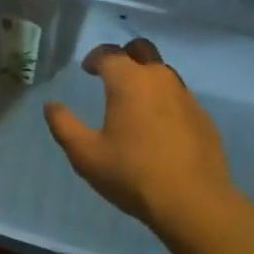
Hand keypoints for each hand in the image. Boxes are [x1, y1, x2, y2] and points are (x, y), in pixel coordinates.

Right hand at [43, 38, 234, 236]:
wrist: (194, 203)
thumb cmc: (133, 174)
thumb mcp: (87, 155)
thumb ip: (64, 126)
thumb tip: (51, 106)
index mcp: (129, 80)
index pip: (109, 53)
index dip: (95, 57)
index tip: (87, 70)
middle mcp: (159, 78)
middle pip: (141, 50)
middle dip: (124, 55)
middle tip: (112, 76)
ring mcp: (186, 96)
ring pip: (163, 72)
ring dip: (146, 77)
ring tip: (134, 103)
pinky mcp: (203, 116)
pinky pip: (179, 97)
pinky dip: (165, 101)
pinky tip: (159, 127)